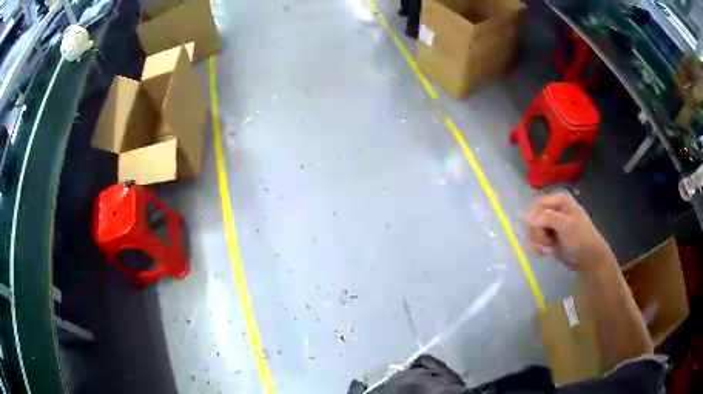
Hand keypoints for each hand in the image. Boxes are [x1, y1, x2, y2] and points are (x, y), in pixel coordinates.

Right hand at [524, 191, 614, 271]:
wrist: (589, 259)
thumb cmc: (580, 238)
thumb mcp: (565, 225)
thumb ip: (544, 217)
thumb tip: (520, 213)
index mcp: (558, 199)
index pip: (535, 207)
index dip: (535, 221)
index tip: (541, 233)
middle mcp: (553, 208)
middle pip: (532, 219)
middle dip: (537, 234)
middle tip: (547, 243)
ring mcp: (550, 223)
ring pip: (532, 231)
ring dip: (538, 243)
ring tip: (549, 249)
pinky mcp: (549, 236)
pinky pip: (535, 240)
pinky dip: (539, 248)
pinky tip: (547, 252)